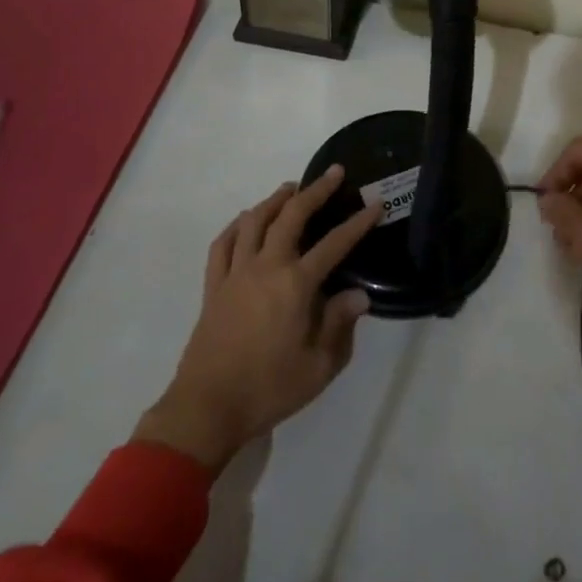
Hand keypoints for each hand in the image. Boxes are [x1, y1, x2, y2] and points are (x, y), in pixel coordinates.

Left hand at [133, 165, 378, 472]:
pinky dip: (237, 226)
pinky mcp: (214, 286)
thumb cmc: (269, 389)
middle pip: (292, 217)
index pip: (334, 244)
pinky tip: (246, 220)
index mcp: (295, 285)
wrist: (207, 408)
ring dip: (275, 199)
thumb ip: (340, 325)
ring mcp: (236, 273)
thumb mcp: (319, 367)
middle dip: (316, 191)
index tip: (374, 205)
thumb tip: (358, 294)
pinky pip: (223, 244)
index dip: (357, 223)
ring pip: (254, 221)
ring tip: (291, 188)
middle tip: (333, 173)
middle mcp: (266, 268)